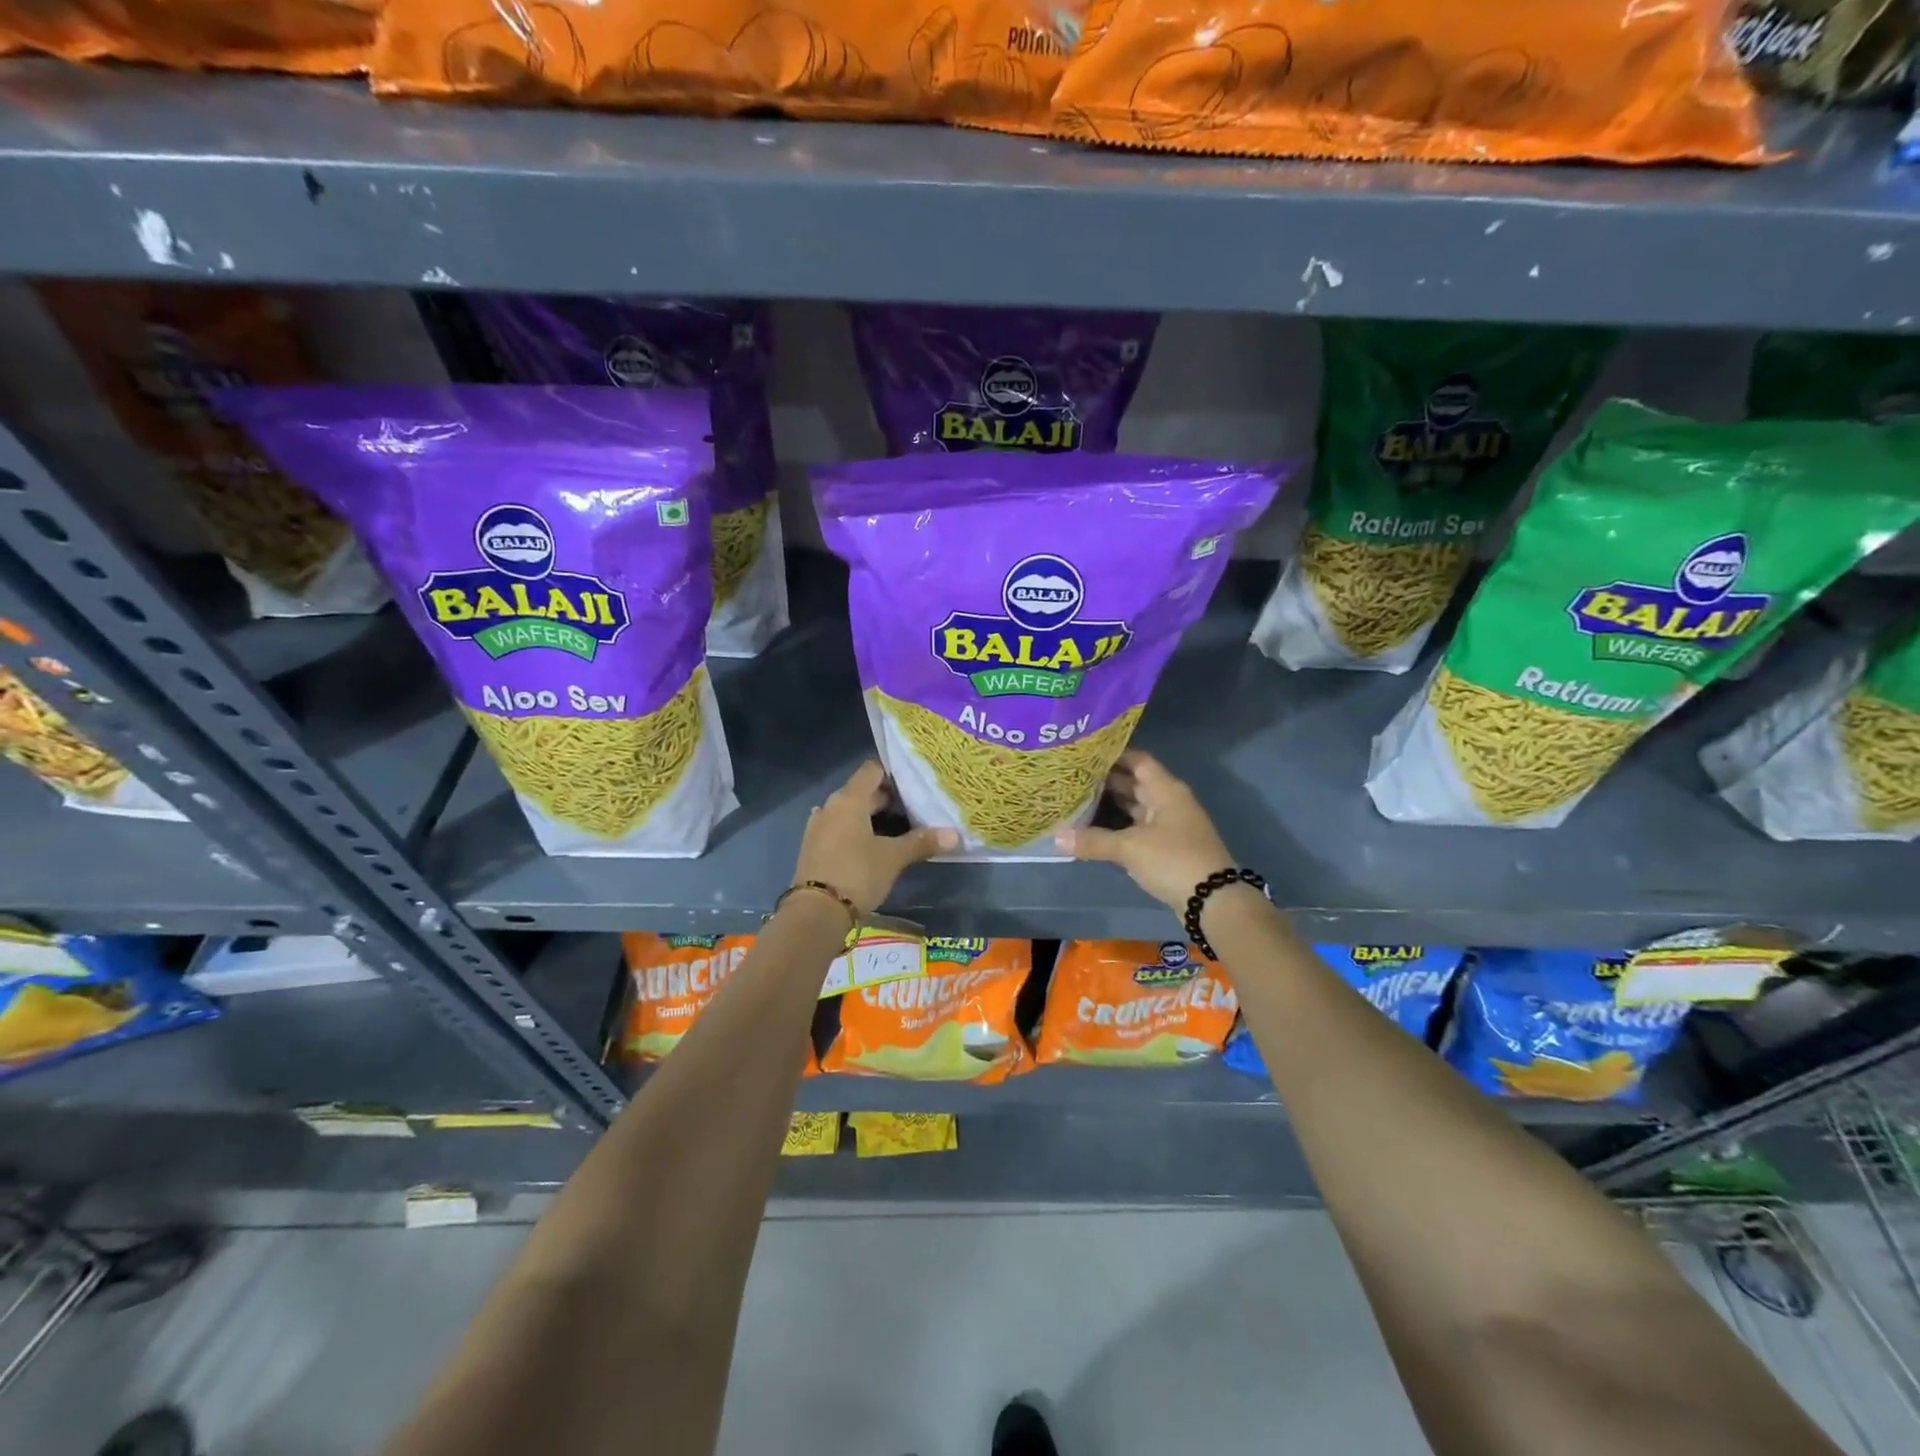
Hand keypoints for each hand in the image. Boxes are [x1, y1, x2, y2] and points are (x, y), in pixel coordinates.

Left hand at [792, 761, 956, 917]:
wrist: (816, 912)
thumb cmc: (857, 873)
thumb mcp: (893, 858)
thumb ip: (921, 842)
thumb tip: (954, 835)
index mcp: (849, 800)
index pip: (871, 770)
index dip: (893, 774)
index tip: (914, 784)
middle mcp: (830, 807)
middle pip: (861, 792)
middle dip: (887, 799)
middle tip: (914, 810)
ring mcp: (818, 827)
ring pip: (850, 813)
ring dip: (871, 818)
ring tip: (898, 830)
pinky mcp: (814, 848)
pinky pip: (839, 829)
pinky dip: (856, 832)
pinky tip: (872, 847)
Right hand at [1055, 751, 1234, 912]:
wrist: (1213, 900)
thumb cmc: (1173, 860)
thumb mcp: (1130, 848)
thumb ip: (1093, 840)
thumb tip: (1057, 836)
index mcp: (1165, 790)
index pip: (1137, 761)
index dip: (1113, 755)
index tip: (1085, 754)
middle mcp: (1169, 802)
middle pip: (1135, 783)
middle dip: (1106, 781)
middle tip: (1073, 778)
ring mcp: (1170, 825)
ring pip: (1136, 807)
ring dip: (1111, 805)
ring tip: (1078, 800)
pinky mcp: (1168, 848)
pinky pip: (1138, 828)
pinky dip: (1119, 827)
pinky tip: (1095, 830)